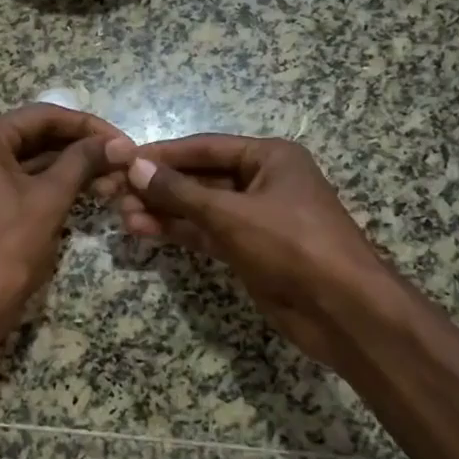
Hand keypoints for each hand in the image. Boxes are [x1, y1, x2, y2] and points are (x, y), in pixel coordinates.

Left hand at [0, 104, 118, 334]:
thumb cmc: (9, 248)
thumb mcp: (50, 199)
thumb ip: (83, 161)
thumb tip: (118, 142)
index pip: (42, 117)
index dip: (87, 126)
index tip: (122, 140)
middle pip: (34, 135)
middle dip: (80, 148)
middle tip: (120, 159)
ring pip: (28, 159)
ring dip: (68, 167)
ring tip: (111, 177)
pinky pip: (17, 179)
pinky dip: (48, 183)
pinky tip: (85, 189)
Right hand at [104, 134, 392, 370]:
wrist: (343, 311)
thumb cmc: (293, 246)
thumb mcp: (232, 214)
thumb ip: (181, 192)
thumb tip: (135, 166)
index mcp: (270, 158)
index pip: (205, 147)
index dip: (163, 154)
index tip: (122, 159)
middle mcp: (263, 181)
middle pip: (201, 178)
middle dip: (159, 186)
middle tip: (115, 192)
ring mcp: (256, 218)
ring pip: (200, 208)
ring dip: (164, 211)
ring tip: (121, 215)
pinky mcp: (250, 250)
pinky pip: (207, 233)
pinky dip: (179, 232)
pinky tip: (145, 231)